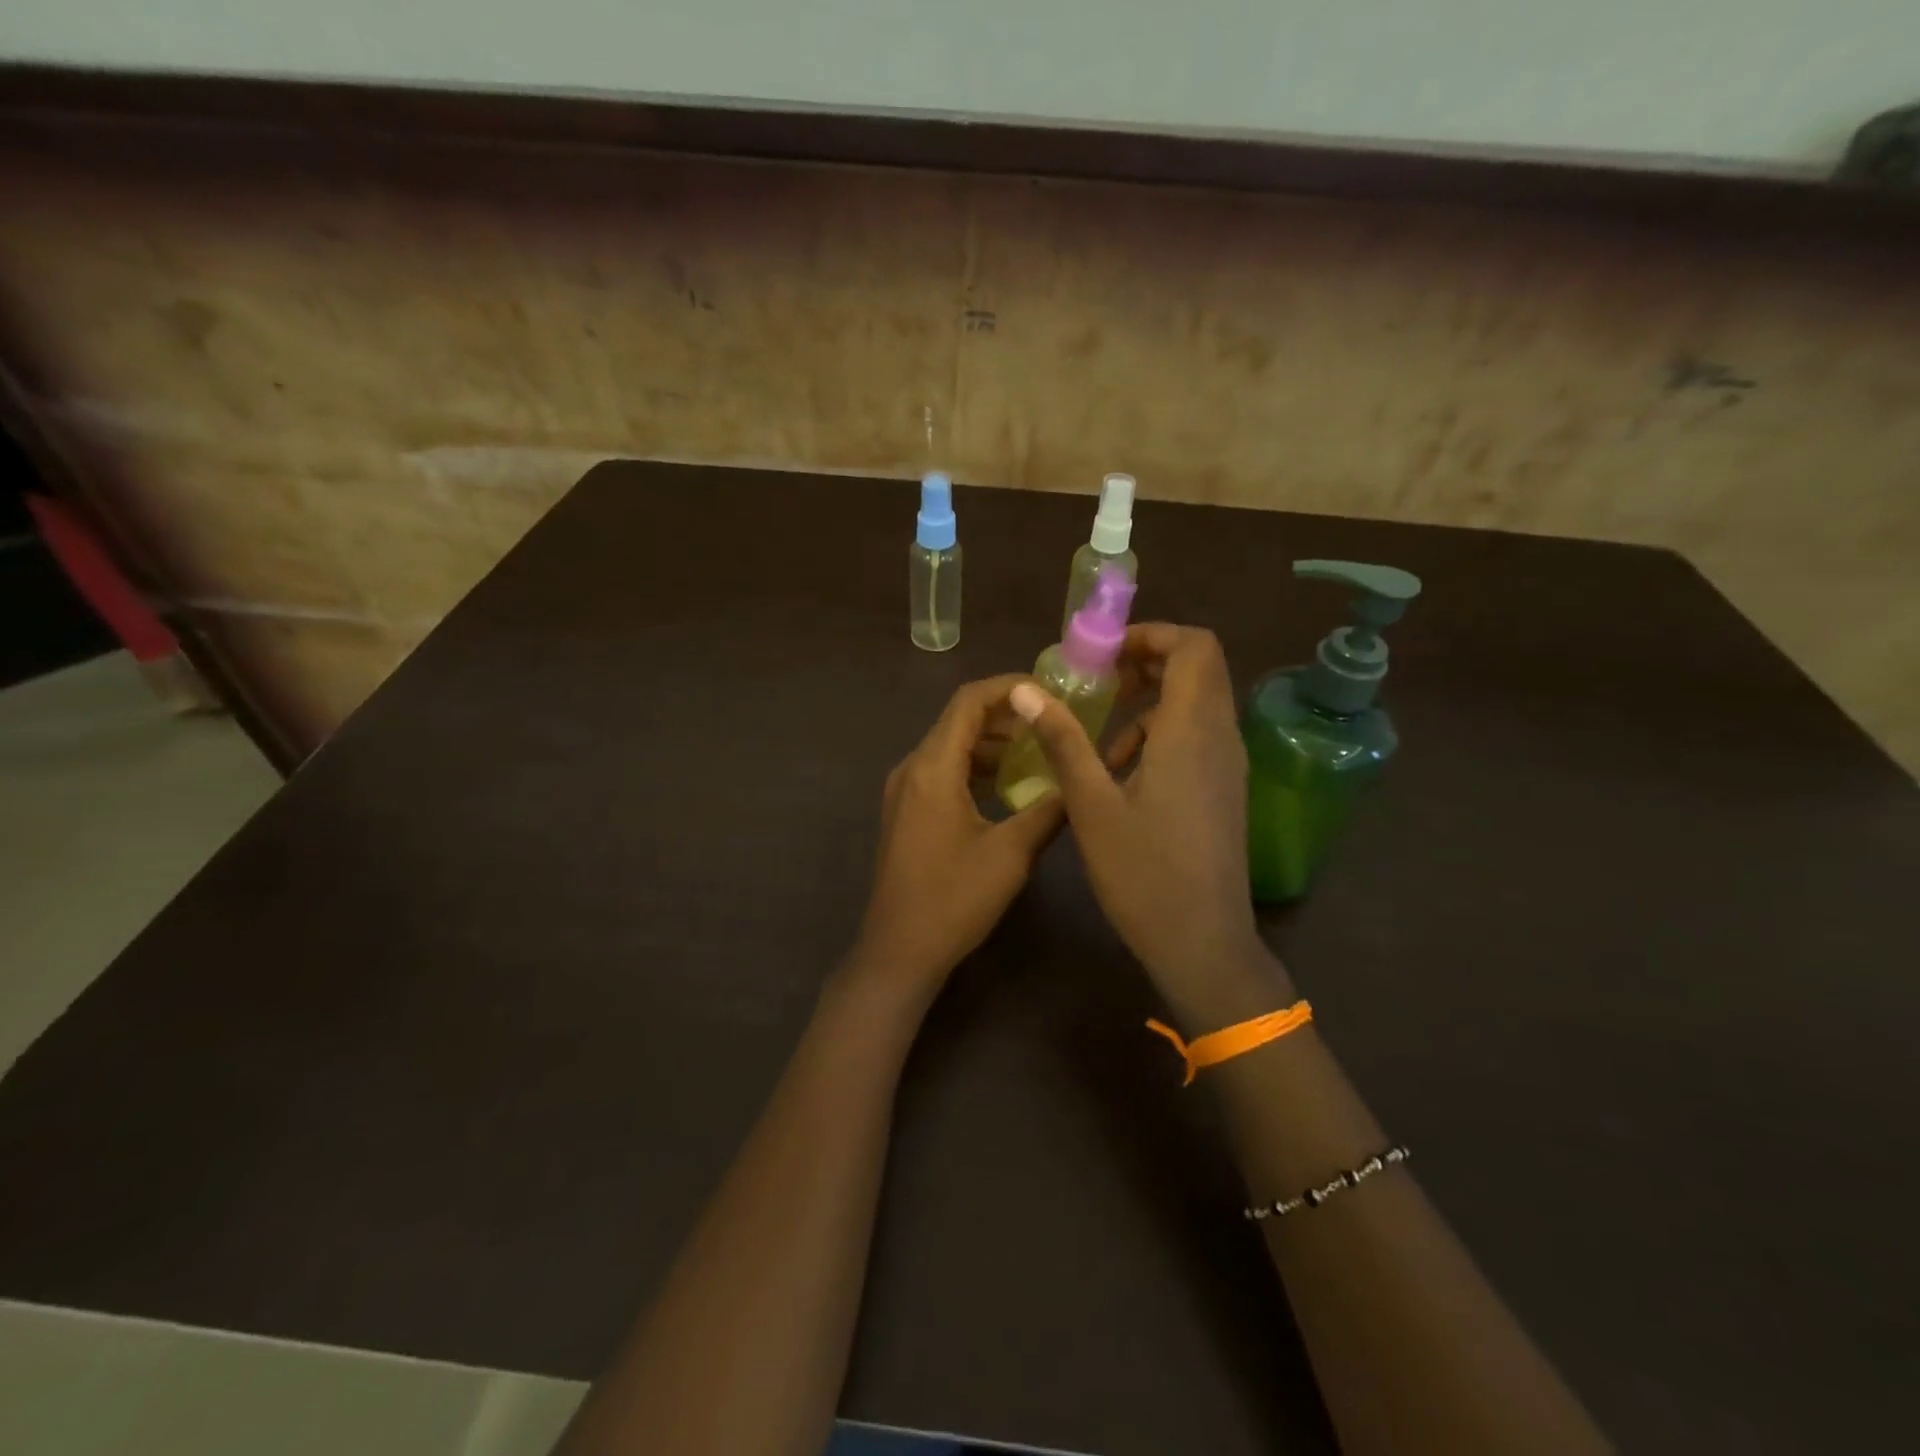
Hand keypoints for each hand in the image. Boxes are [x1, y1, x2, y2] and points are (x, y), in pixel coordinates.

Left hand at [848, 675, 1065, 1000]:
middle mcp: (912, 768)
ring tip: (1038, 749)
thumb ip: (1049, 810)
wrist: (899, 950)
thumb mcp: (1011, 853)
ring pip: (951, 746)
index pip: (968, 701)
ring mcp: (904, 790)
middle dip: (1005, 714)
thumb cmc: (954, 900)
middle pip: (958, 719)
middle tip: (1051, 720)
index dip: (1008, 687)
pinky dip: (976, 766)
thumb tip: (1081, 781)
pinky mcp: (907, 811)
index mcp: (933, 767)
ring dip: (991, 742)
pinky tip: (1009, 784)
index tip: (1049, 691)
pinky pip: (943, 771)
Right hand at [1009, 624, 1291, 1027]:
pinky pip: (1199, 735)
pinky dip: (1163, 733)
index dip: (1151, 635)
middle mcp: (1220, 737)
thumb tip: (1025, 689)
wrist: (1202, 943)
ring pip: (1199, 703)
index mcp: (1190, 731)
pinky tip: (1124, 773)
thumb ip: (1062, 740)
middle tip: (1100, 682)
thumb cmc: (1142, 873)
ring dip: (1153, 701)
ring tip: (1102, 737)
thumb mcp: (1091, 804)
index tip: (1105, 654)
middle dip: (1149, 662)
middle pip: (1199, 668)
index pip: (1194, 646)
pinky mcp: (1225, 789)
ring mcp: (1229, 765)